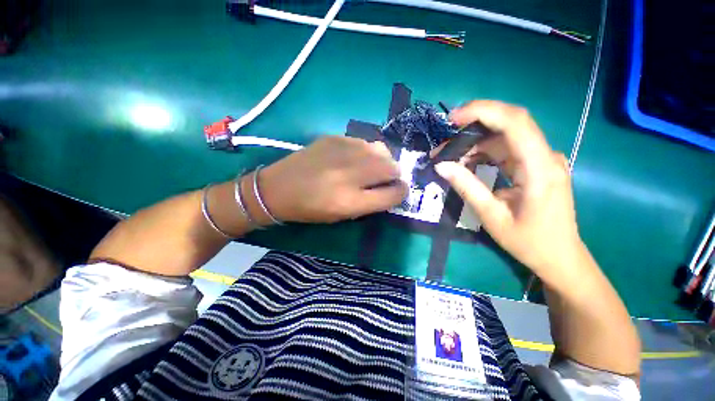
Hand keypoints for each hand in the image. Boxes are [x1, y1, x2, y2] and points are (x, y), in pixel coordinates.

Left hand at [260, 136, 407, 223]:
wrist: (278, 188)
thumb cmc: (311, 209)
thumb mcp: (343, 215)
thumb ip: (371, 203)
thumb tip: (392, 188)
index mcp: (351, 201)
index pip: (393, 194)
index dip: (401, 192)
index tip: (399, 191)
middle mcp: (350, 175)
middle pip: (392, 168)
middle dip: (395, 174)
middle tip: (387, 178)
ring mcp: (342, 152)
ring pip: (381, 151)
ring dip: (383, 160)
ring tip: (373, 167)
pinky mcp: (334, 138)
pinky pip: (364, 142)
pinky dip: (367, 151)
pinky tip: (355, 157)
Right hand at [434, 101, 583, 282]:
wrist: (560, 258)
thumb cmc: (529, 242)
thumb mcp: (492, 216)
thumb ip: (467, 186)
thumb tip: (441, 166)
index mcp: (540, 168)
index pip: (515, 122)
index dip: (483, 111)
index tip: (453, 118)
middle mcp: (546, 156)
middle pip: (510, 124)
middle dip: (473, 127)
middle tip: (445, 143)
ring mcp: (542, 160)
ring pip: (505, 138)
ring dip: (475, 144)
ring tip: (449, 158)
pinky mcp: (536, 166)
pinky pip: (507, 151)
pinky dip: (484, 154)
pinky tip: (467, 164)